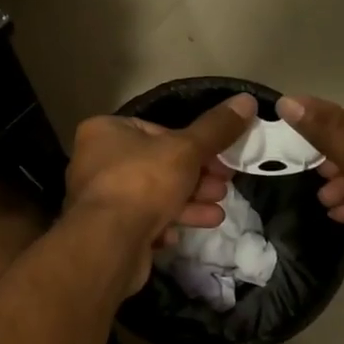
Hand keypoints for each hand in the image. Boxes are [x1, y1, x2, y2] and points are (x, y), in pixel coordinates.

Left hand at [66, 95, 257, 289]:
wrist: (109, 244)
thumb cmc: (143, 183)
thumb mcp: (187, 149)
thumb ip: (216, 128)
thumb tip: (247, 100)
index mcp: (105, 131)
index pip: (157, 131)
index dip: (193, 145)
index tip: (221, 159)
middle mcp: (96, 162)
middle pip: (158, 165)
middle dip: (196, 178)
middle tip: (224, 187)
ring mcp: (100, 199)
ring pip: (153, 196)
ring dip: (188, 203)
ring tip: (218, 213)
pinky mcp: (107, 231)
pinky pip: (142, 221)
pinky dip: (166, 224)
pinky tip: (182, 233)